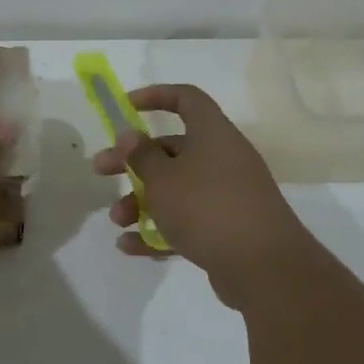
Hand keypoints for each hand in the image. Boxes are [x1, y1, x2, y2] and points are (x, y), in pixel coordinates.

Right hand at [91, 84, 318, 307]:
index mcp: (213, 135)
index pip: (186, 99)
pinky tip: (129, 246)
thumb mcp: (164, 179)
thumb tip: (129, 134)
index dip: (155, 96)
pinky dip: (158, 230)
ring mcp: (226, 196)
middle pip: (171, 150)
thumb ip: (141, 156)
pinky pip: (186, 222)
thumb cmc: (207, 208)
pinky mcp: (225, 229)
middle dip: (132, 162)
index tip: (125, 107)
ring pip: (175, 190)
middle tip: (100, 171)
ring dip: (141, 201)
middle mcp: (222, 159)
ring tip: (117, 220)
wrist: (263, 267)